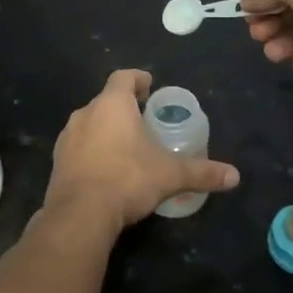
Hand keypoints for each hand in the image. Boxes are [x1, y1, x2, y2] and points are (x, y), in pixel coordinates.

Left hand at [44, 70, 238, 238]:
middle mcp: (85, 113)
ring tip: (126, 146)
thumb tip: (234, 176)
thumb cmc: (127, 179)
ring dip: (105, 129)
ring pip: (90, 123)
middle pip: (106, 100)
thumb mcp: (170, 175)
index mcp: (112, 105)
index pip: (123, 77)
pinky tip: (106, 169)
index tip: (149, 86)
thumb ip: (202, 172)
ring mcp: (67, 138)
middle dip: (124, 107)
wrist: (79, 215)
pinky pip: (78, 147)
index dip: (137, 78)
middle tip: (143, 120)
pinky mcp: (57, 161)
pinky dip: (92, 151)